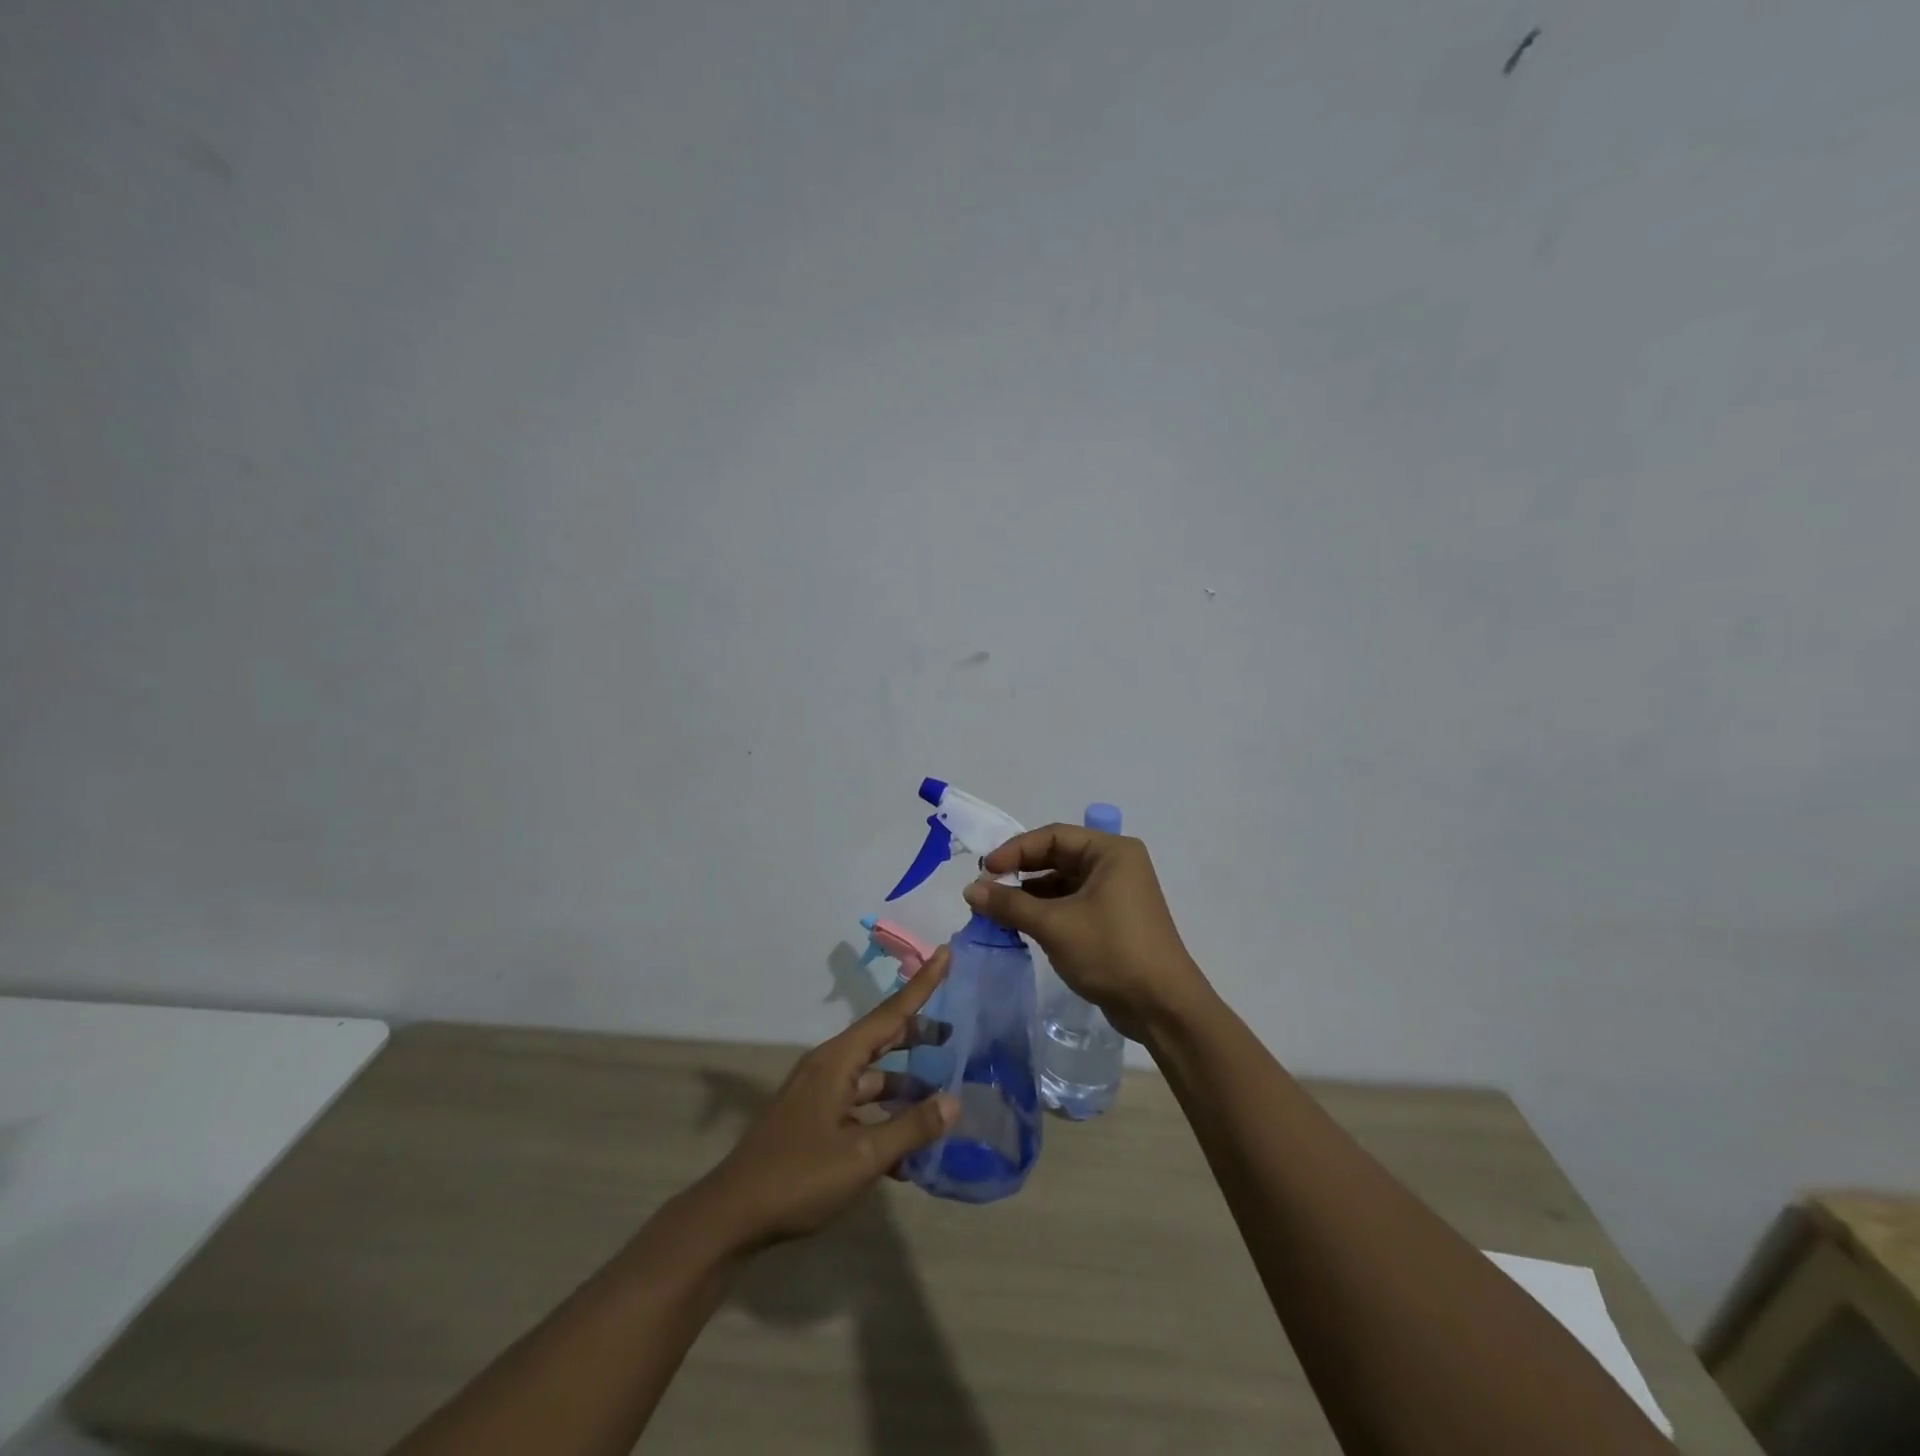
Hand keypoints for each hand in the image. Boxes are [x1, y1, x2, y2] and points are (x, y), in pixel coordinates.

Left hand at [693, 948, 959, 1249]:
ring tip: (940, 1097)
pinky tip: (908, 1147)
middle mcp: (829, 1067)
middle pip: (882, 1039)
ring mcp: (819, 1094)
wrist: (732, 1216)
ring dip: (904, 1084)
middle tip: (955, 1034)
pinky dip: (884, 1114)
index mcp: (838, 1060)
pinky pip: (859, 1104)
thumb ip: (910, 1127)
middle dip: (918, 1035)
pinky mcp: (814, 1120)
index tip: (945, 953)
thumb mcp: (862, 1157)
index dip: (921, 984)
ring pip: (872, 1076)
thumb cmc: (799, 1177)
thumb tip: (954, 1101)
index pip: (890, 1013)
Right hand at [963, 825, 1204, 1040]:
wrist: (1162, 1007)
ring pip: (1061, 883)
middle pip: (1056, 856)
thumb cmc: (1111, 952)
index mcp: (1110, 852)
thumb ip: (1010, 904)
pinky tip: (1020, 925)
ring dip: (1029, 894)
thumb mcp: (1055, 925)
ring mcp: (1115, 893)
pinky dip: (1045, 911)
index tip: (985, 870)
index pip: (1053, 836)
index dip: (1015, 850)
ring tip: (996, 910)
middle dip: (1020, 872)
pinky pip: (1070, 904)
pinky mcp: (1112, 919)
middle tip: (986, 888)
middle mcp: (1115, 865)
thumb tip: (970, 889)